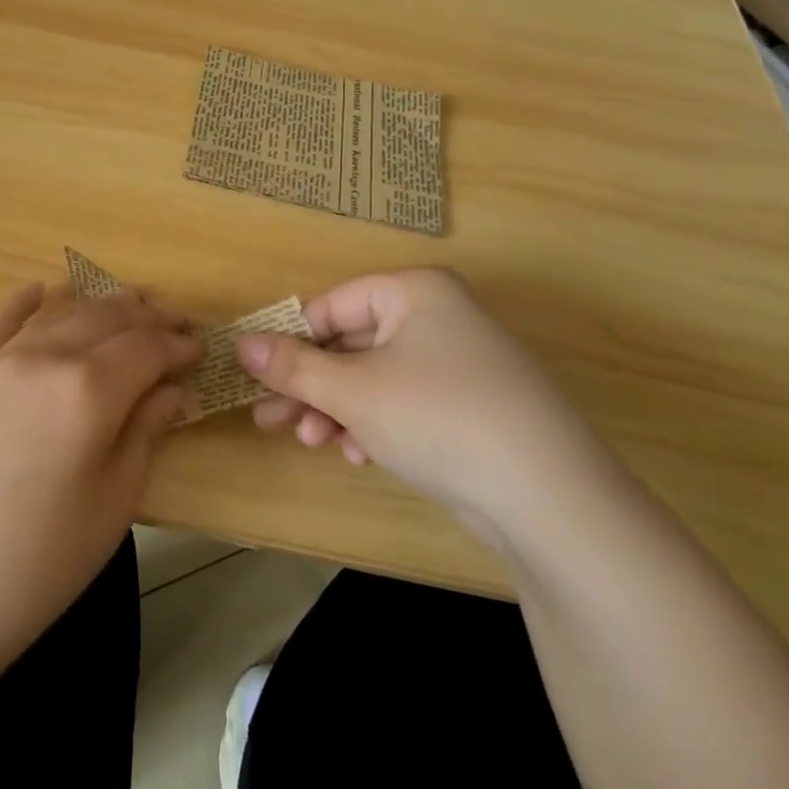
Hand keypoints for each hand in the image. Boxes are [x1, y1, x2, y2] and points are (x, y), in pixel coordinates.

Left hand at [0, 283, 198, 667]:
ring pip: (60, 313)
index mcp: (89, 389)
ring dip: (99, 304)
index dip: (177, 346)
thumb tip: (172, 391)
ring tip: (127, 305)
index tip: (199, 350)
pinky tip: (40, 290)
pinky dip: (24, 301)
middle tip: (174, 324)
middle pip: (107, 319)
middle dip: (147, 317)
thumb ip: (145, 433)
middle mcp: (45, 357)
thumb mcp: (112, 503)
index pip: (147, 347)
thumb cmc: (37, 562)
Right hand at [235, 269, 610, 547]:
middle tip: (270, 419)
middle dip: (310, 386)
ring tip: (312, 442)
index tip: (259, 378)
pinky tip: (362, 455)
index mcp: (415, 292)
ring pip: (375, 378)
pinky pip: (406, 402)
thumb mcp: (351, 390)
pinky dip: (376, 424)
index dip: (291, 341)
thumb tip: (240, 343)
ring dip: (337, 410)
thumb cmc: (437, 417)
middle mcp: (439, 316)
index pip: (332, 306)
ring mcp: (460, 362)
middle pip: (352, 344)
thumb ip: (292, 366)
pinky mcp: (472, 406)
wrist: (548, 496)